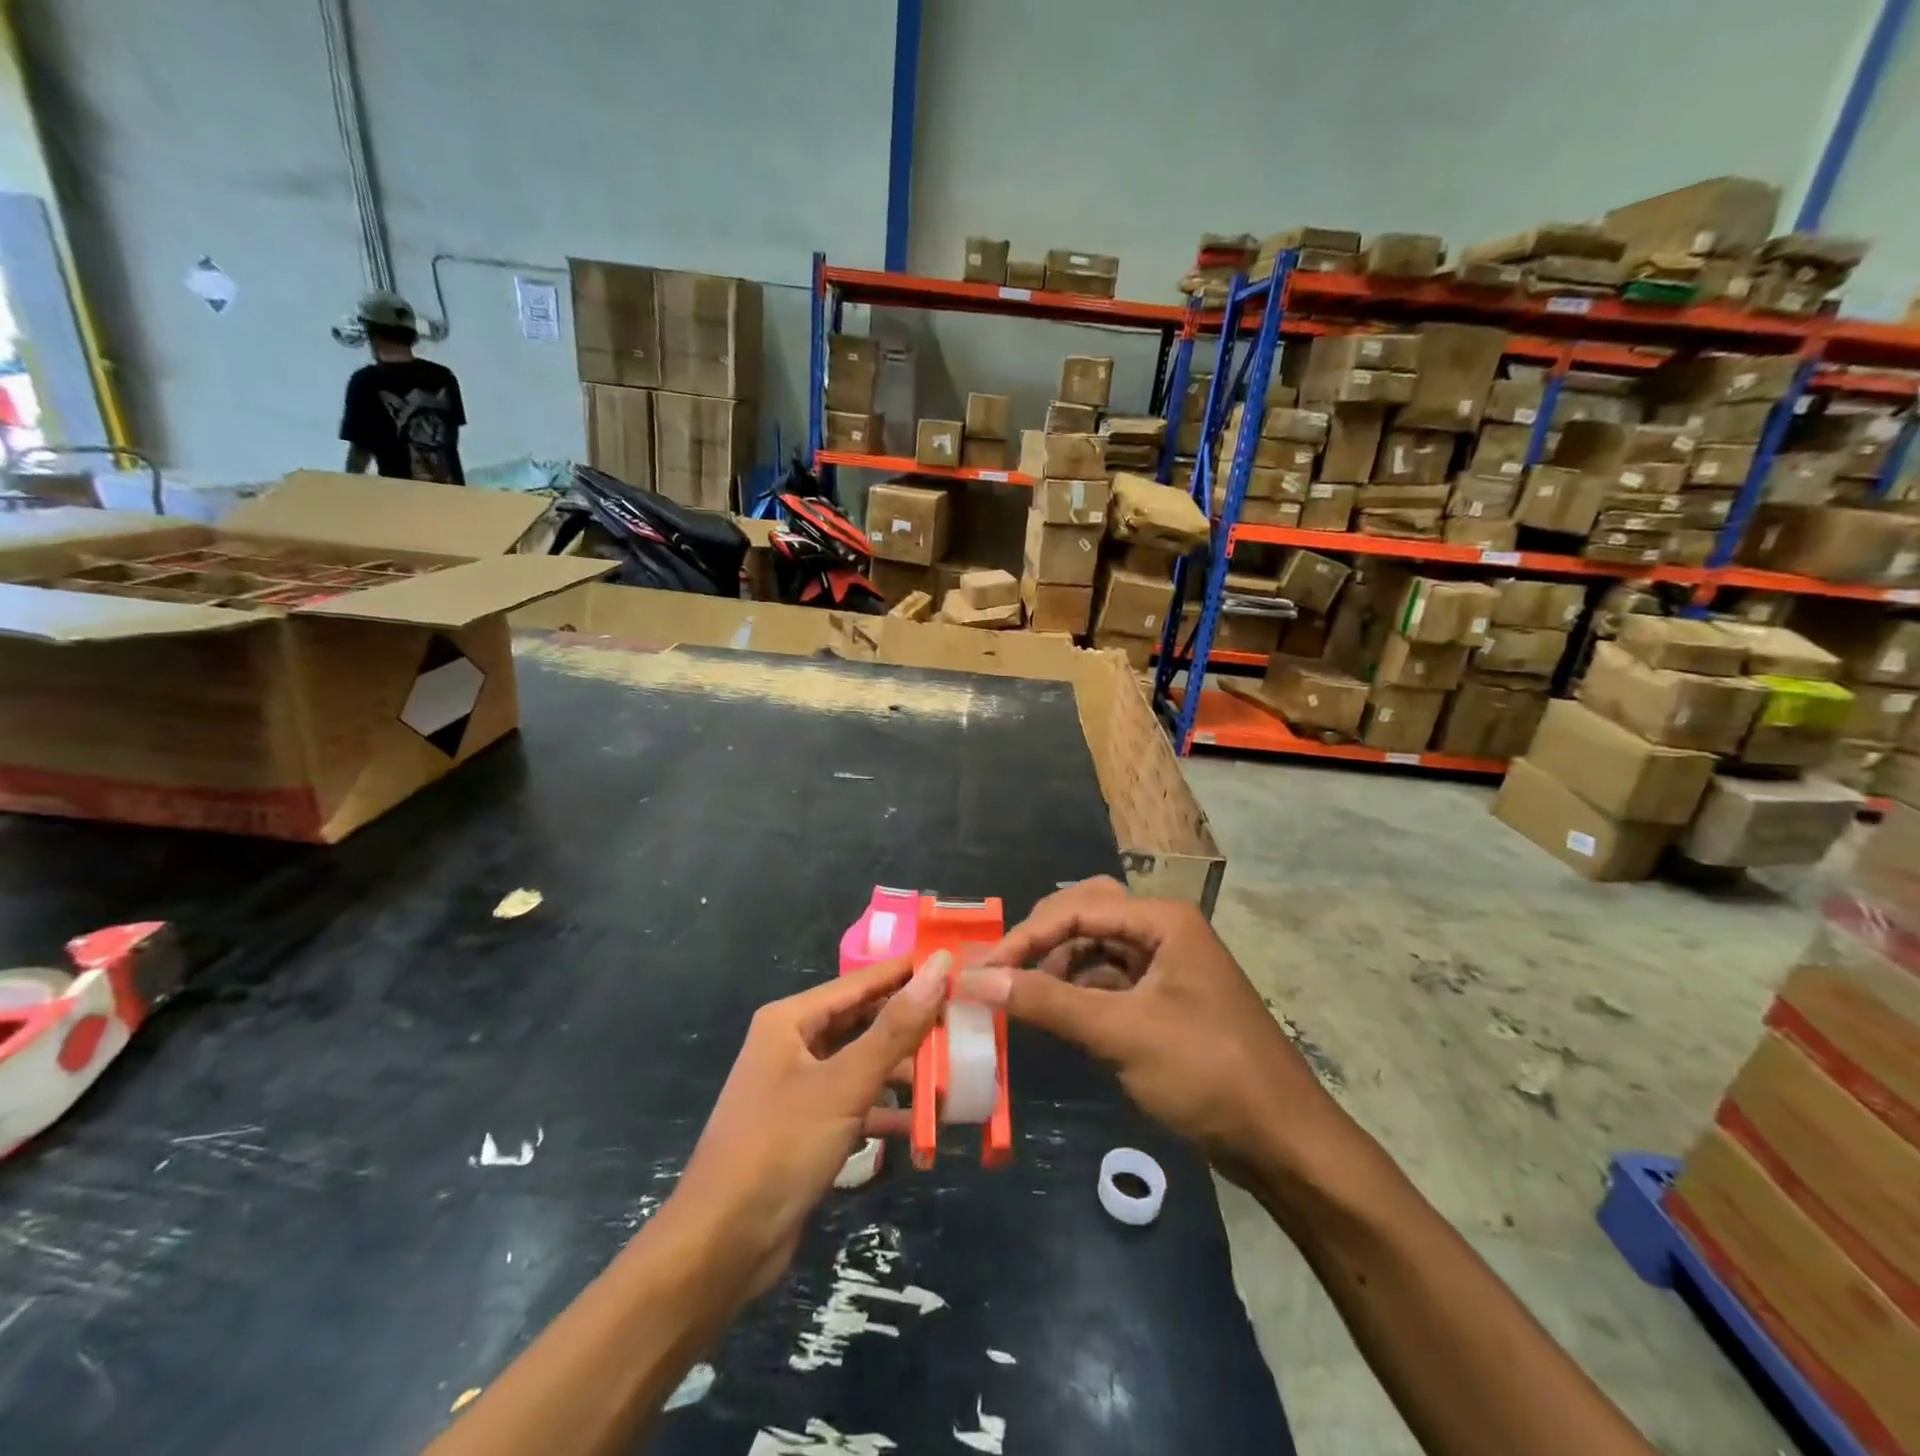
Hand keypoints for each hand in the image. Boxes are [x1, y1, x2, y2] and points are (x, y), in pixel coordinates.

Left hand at [670, 954, 947, 1301]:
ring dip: (905, 1074)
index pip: (861, 982)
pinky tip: (926, 1125)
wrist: (721, 1246)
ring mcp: (801, 1088)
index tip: (957, 964)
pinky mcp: (809, 1128)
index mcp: (792, 1020)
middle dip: (912, 1026)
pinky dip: (888, 1112)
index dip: (907, 972)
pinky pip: (858, 1104)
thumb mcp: (844, 1084)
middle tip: (966, 1021)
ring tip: (956, 1074)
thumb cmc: (780, 1147)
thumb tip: (938, 966)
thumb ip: (895, 1027)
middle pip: (864, 1022)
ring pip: (864, 1065)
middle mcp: (794, 1045)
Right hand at [964, 878, 1341, 1182]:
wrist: (1284, 1142)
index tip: (981, 972)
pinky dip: (1080, 991)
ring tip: (1022, 998)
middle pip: (1085, 915)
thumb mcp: (1121, 1034)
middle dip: (1040, 941)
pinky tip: (1058, 1014)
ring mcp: (1167, 963)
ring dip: (1057, 967)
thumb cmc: (1207, 1073)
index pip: (1075, 909)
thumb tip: (975, 981)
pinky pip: (1111, 979)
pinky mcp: (1166, 997)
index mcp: (1162, 919)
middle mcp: (1164, 929)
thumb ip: (1047, 1002)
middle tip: (1000, 973)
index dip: (1024, 937)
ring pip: (1096, 947)